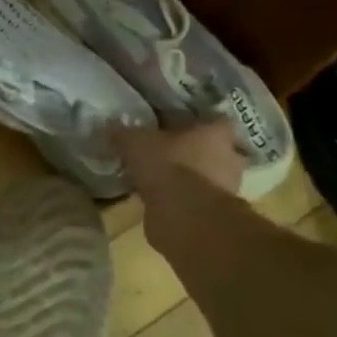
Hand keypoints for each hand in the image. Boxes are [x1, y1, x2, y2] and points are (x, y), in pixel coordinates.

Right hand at [113, 121, 253, 256]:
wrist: (185, 218)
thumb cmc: (168, 168)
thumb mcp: (135, 143)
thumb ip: (122, 134)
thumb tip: (108, 126)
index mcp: (216, 132)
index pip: (210, 118)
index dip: (189, 120)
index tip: (169, 125)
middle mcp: (228, 157)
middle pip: (208, 148)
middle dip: (186, 150)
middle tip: (160, 151)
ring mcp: (224, 187)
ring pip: (201, 175)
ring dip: (182, 177)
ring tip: (154, 177)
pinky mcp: (213, 213)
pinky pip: (193, 199)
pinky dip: (178, 199)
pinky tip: (155, 199)